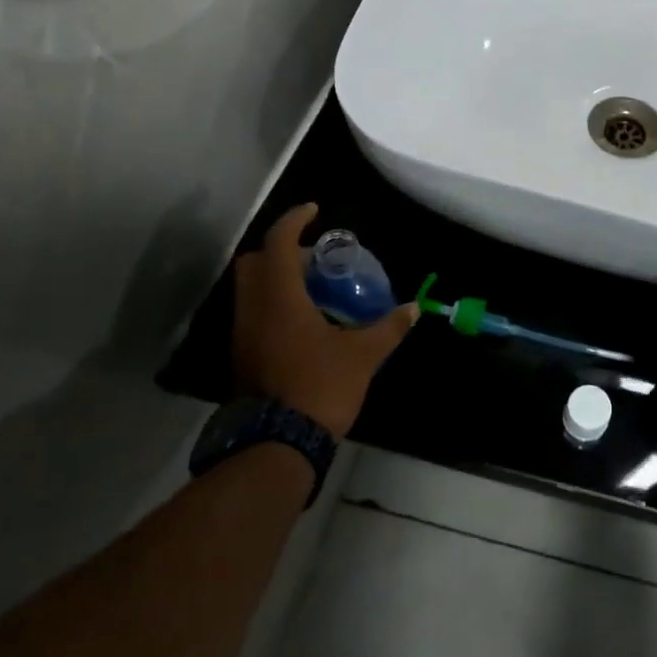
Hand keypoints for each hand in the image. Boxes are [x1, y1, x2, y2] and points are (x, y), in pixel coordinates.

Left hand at [230, 203, 417, 438]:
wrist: (276, 446)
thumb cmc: (320, 387)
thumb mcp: (362, 355)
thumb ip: (388, 328)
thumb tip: (414, 309)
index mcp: (279, 298)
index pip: (278, 243)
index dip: (295, 220)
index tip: (315, 210)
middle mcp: (253, 309)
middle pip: (255, 262)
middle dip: (281, 250)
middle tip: (315, 258)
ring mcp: (242, 334)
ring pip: (250, 289)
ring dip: (277, 279)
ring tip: (315, 289)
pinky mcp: (242, 356)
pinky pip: (253, 313)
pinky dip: (273, 304)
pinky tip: (304, 322)